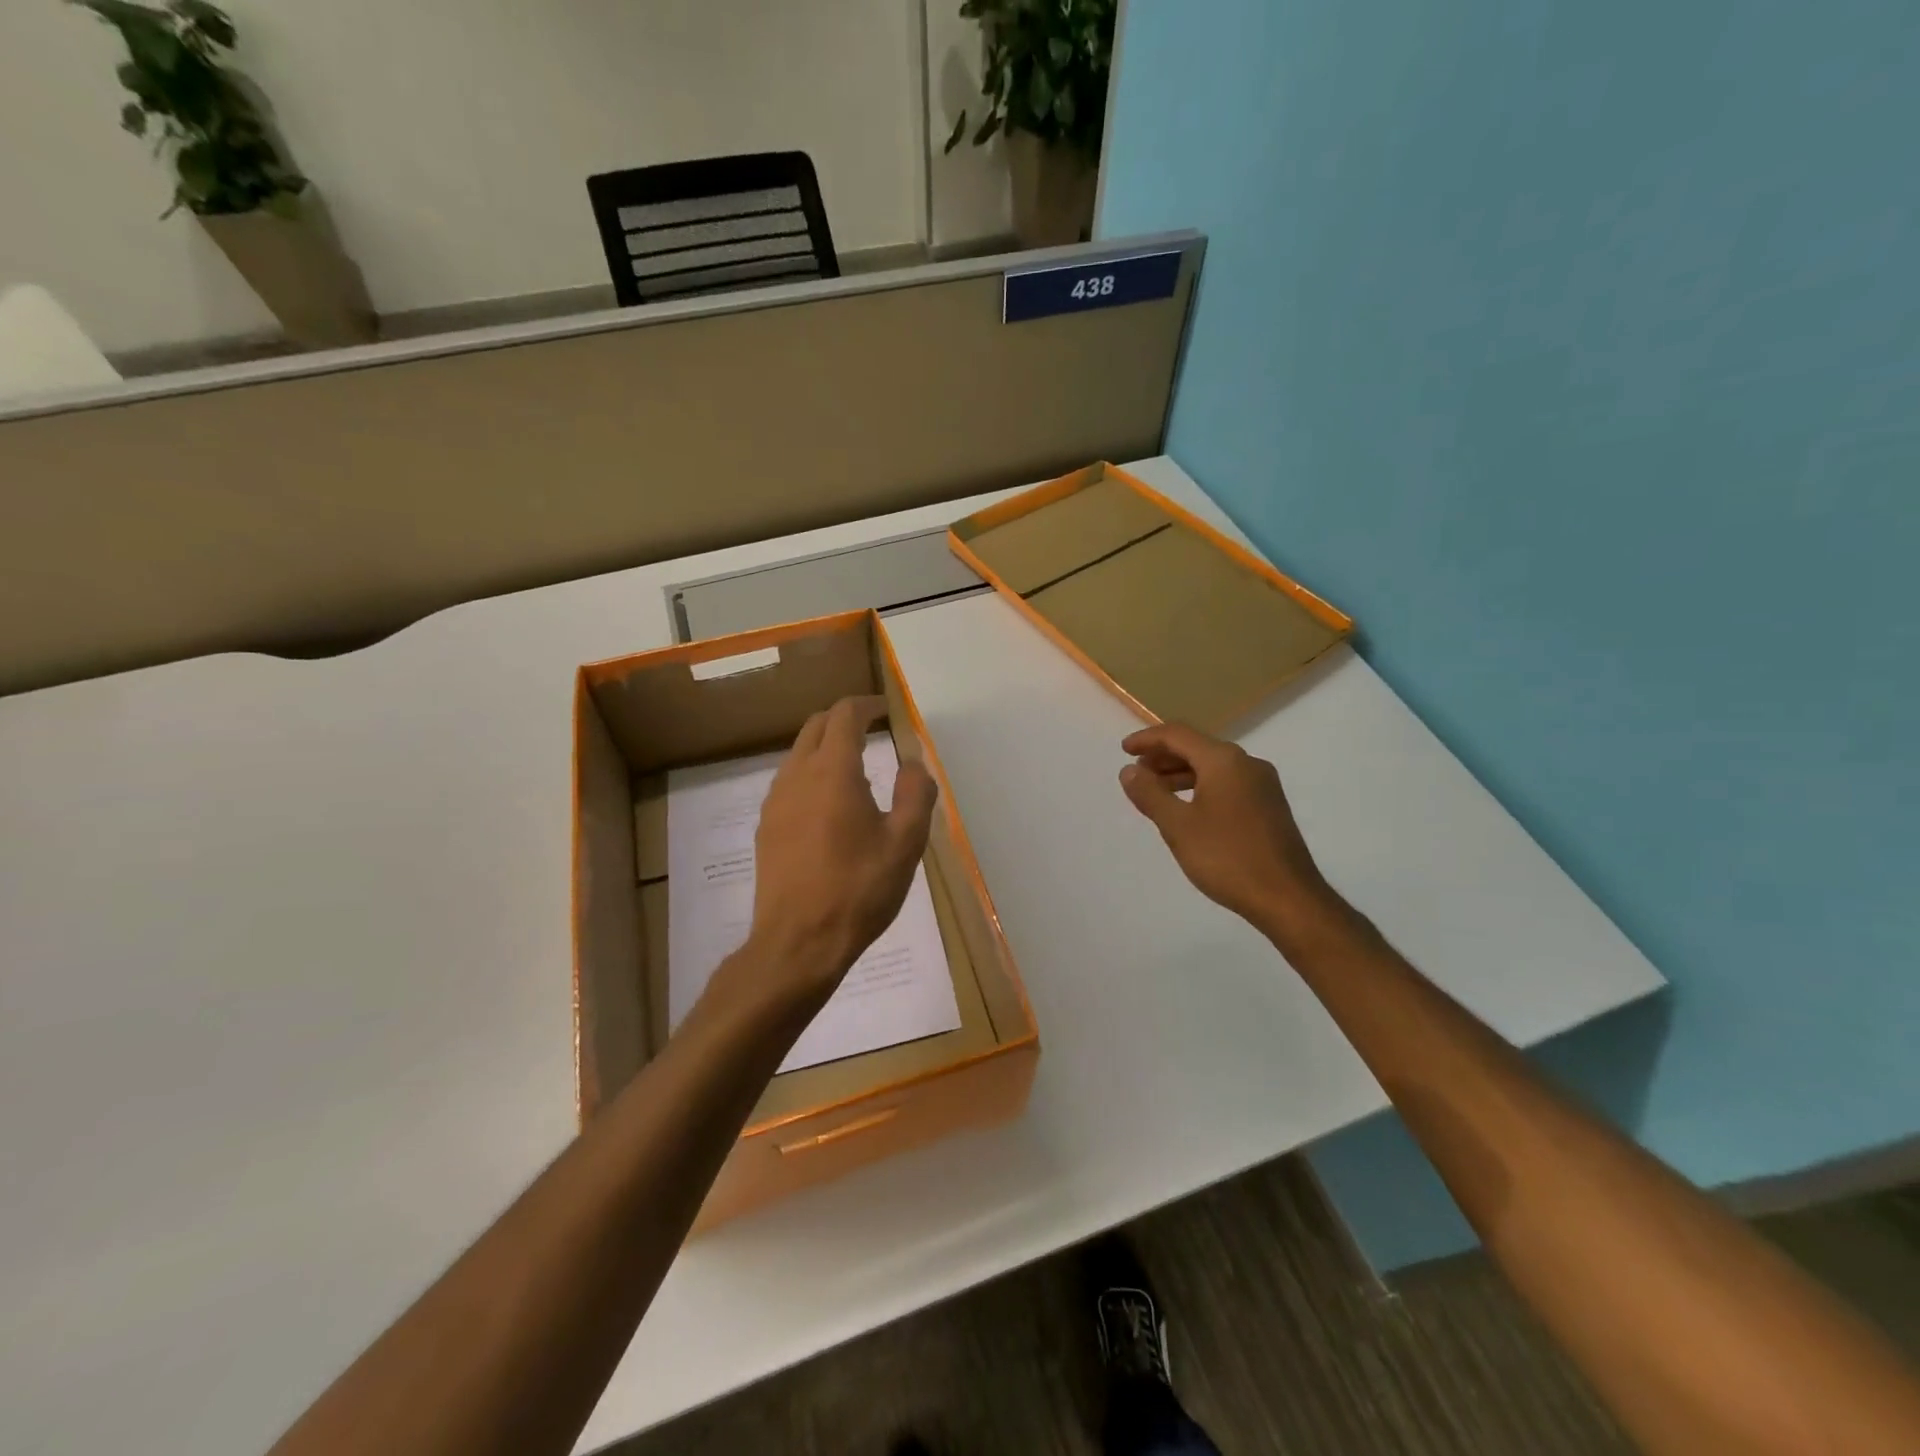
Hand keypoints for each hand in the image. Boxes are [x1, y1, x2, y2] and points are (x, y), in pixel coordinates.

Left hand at [724, 697, 937, 1014]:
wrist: (798, 943)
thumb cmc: (859, 890)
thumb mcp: (905, 843)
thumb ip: (915, 793)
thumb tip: (913, 763)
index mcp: (833, 771)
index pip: (844, 715)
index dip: (867, 705)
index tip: (887, 710)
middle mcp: (797, 776)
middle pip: (816, 726)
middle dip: (844, 719)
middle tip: (872, 730)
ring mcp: (775, 802)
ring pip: (798, 753)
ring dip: (825, 746)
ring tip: (854, 767)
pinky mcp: (766, 827)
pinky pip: (789, 782)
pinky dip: (811, 773)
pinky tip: (829, 805)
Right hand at [1119, 722, 1339, 937]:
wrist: (1288, 898)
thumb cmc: (1227, 858)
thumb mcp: (1177, 826)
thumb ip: (1150, 794)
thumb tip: (1129, 770)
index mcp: (1224, 761)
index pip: (1178, 735)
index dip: (1147, 739)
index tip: (1123, 750)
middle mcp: (1246, 764)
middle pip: (1197, 747)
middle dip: (1163, 757)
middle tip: (1136, 773)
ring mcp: (1262, 785)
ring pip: (1213, 767)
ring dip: (1180, 774)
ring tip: (1155, 792)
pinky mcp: (1269, 806)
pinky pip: (1226, 784)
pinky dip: (1200, 787)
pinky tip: (1187, 809)